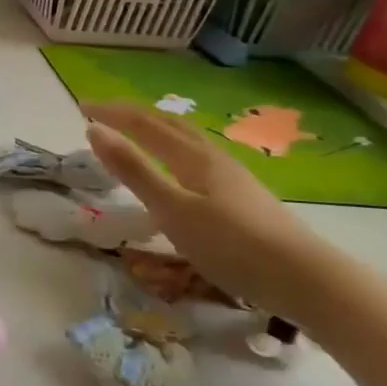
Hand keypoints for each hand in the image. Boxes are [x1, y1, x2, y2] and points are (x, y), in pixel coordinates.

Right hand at [83, 102, 333, 312]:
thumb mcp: (171, 208)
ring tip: (136, 131)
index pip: (144, 123)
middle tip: (104, 112)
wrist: (305, 278)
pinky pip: (197, 156)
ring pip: (187, 139)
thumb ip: (133, 170)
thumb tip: (95, 130)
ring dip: (156, 128)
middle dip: (134, 114)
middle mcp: (212, 157)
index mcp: (192, 156)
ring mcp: (232, 176)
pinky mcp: (242, 196)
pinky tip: (178, 167)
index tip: (81, 106)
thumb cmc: (230, 244)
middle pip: (170, 124)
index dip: (112, 113)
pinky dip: (174, 148)